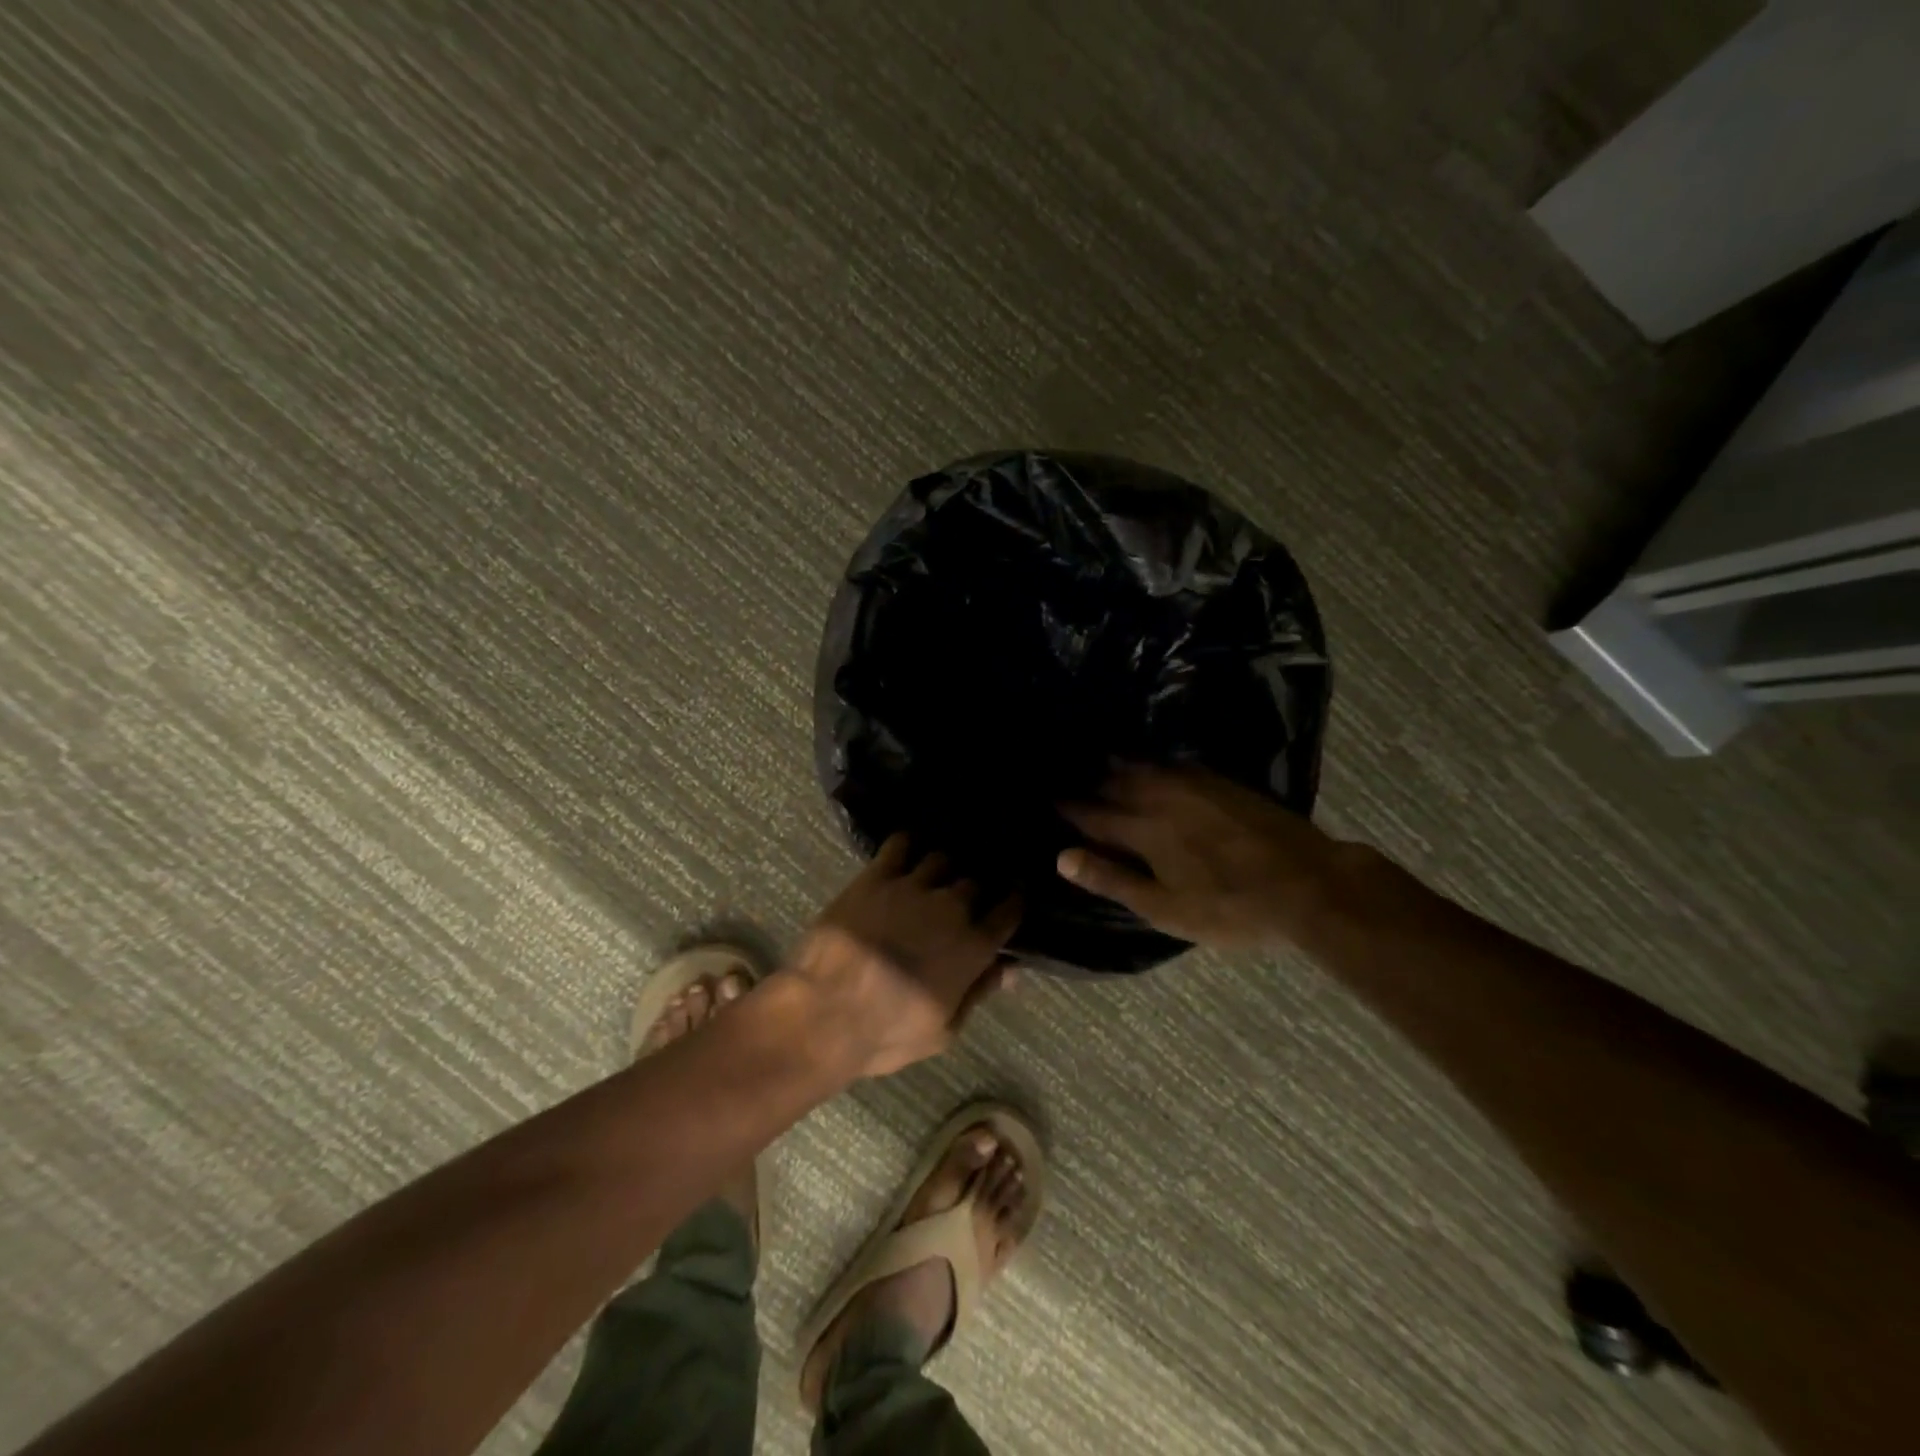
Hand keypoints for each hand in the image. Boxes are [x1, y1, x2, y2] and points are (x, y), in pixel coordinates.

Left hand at [784, 835, 1021, 1078]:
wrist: (827, 1011)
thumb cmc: (888, 1033)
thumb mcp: (944, 1030)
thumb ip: (979, 992)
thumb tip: (1011, 969)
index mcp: (973, 946)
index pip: (1010, 910)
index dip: (1014, 901)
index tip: (1013, 898)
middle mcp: (951, 907)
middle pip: (976, 881)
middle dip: (975, 888)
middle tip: (964, 897)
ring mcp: (913, 886)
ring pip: (941, 859)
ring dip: (942, 868)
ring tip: (934, 874)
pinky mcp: (877, 876)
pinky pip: (900, 845)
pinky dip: (907, 845)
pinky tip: (904, 851)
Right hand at [1058, 766, 1365, 947]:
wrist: (1307, 883)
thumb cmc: (1230, 907)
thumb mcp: (1165, 908)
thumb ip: (1112, 879)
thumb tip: (1061, 856)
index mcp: (1142, 830)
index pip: (1093, 814)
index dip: (1068, 808)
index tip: (1048, 798)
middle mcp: (1160, 797)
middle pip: (1114, 783)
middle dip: (1088, 781)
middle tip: (1067, 774)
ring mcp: (1193, 784)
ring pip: (1143, 767)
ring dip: (1117, 764)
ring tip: (1100, 757)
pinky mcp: (1220, 781)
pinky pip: (1172, 762)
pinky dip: (1152, 760)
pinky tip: (1152, 762)